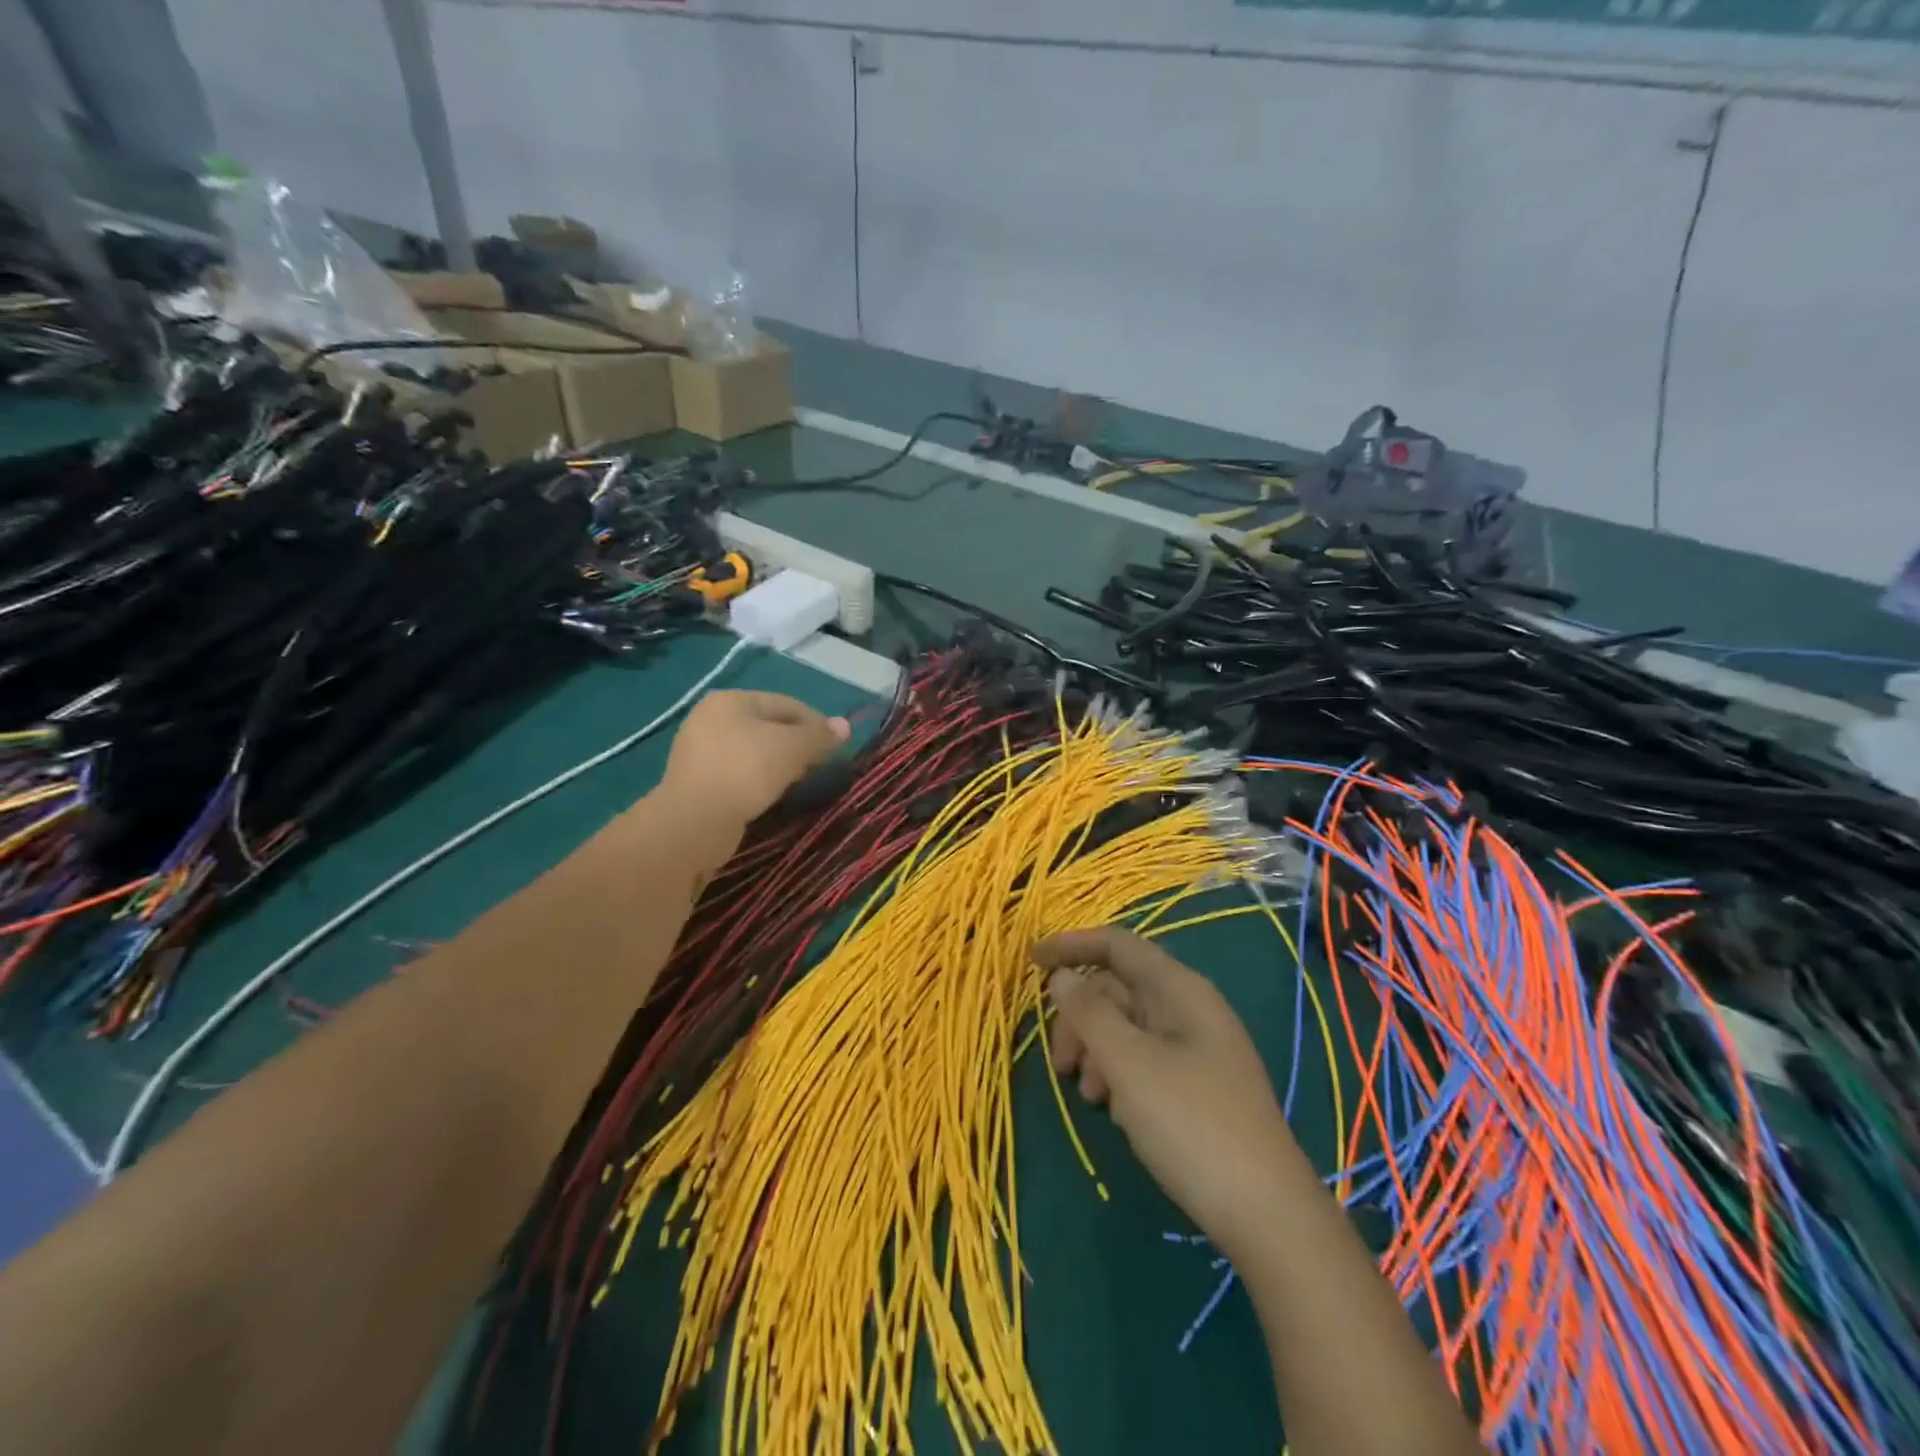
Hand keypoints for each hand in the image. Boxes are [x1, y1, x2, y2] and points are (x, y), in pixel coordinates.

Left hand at [658, 690, 848, 828]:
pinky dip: (759, 779)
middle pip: (769, 726)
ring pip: (754, 751)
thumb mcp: (792, 749)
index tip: (837, 746)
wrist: (695, 821)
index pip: (786, 704)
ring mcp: (700, 750)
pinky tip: (772, 794)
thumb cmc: (746, 771)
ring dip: (780, 763)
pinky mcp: (697, 780)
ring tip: (799, 781)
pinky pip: (739, 772)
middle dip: (798, 744)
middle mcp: (710, 718)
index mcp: (731, 700)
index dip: (816, 723)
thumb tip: (845, 726)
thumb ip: (819, 736)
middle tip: (820, 765)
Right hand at [1034, 926, 1300, 1257]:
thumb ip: (1090, 1014)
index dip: (1072, 946)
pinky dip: (1119, 1074)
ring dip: (1096, 1049)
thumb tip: (1062, 976)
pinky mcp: (1197, 1086)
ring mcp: (1196, 1048)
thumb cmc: (1192, 1125)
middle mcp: (1189, 1009)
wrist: (1267, 1216)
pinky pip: (1144, 1059)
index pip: (1117, 945)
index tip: (1030, 963)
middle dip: (1080, 1016)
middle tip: (1061, 1062)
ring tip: (1088, 1095)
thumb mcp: (1130, 1065)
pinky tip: (1115, 1110)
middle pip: (1118, 988)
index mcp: (1180, 990)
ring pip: (1128, 1027)